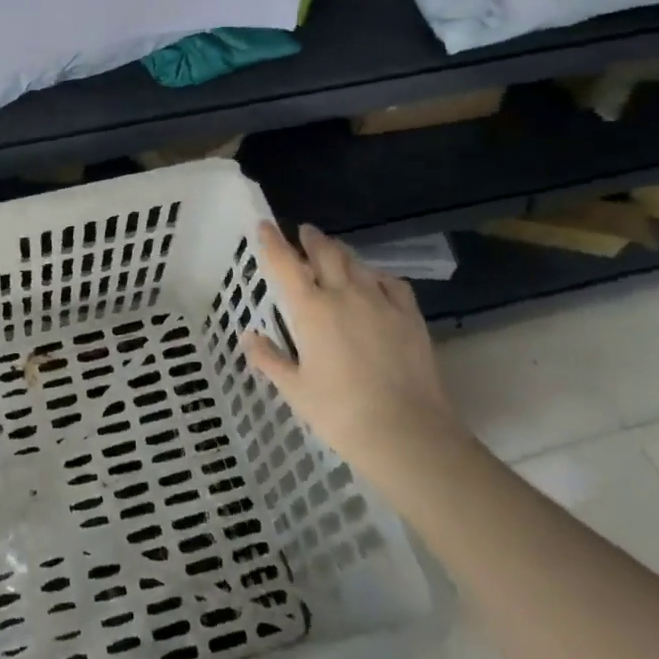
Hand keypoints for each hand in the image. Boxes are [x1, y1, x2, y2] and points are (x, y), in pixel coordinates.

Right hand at [242, 222, 464, 477]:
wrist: (407, 433)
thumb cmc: (340, 413)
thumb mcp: (295, 389)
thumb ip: (270, 359)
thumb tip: (249, 337)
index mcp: (310, 309)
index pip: (285, 263)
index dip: (272, 241)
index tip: (265, 225)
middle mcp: (343, 294)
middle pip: (325, 252)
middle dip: (312, 238)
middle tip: (305, 232)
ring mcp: (380, 302)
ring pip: (356, 263)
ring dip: (341, 253)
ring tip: (335, 252)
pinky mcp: (409, 316)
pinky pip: (391, 282)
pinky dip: (376, 275)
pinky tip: (375, 282)